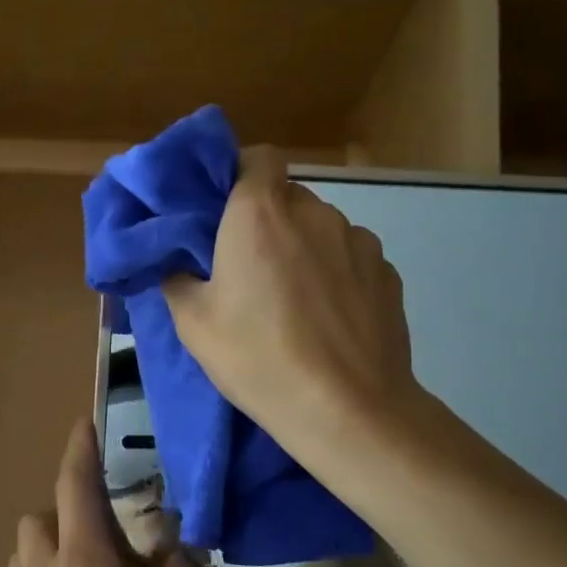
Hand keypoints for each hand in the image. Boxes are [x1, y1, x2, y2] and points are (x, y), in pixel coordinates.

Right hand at [163, 146, 417, 452]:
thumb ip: (178, 279)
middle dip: (266, 221)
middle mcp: (314, 211)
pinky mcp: (388, 273)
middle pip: (286, 197)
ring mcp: (359, 240)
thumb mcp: (194, 324)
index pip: (256, 157)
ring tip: (294, 300)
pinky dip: (336, 275)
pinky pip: (351, 259)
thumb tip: (179, 265)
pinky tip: (329, 318)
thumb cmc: (259, 359)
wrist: (347, 410)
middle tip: (248, 268)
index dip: (239, 174)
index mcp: (260, 213)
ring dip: (303, 249)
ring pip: (321, 229)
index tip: (223, 210)